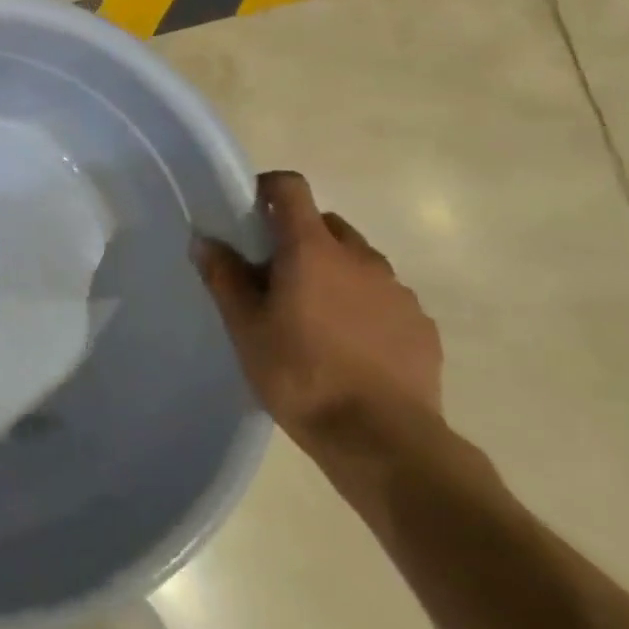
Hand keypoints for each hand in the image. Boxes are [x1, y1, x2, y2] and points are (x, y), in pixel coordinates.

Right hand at [193, 171, 442, 465]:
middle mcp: (360, 258)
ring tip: (314, 315)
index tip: (249, 211)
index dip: (268, 188)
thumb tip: (206, 240)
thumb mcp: (245, 328)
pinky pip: (386, 297)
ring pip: (359, 261)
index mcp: (312, 249)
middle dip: (299, 237)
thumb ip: (225, 277)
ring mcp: (398, 291)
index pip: (291, 188)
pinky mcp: (422, 325)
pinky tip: (351, 344)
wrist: (384, 441)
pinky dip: (364, 304)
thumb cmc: (301, 375)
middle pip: (326, 224)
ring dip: (334, 271)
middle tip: (275, 275)